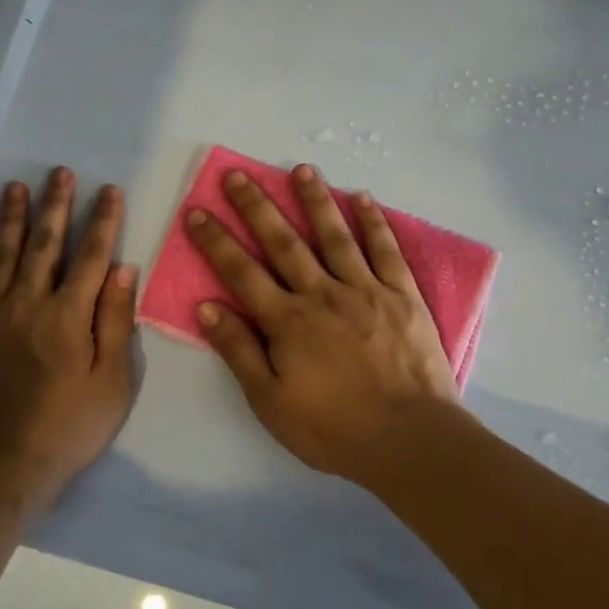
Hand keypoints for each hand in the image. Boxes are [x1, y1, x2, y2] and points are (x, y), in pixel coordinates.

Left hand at [0, 168, 137, 513]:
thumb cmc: (67, 428)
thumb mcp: (112, 382)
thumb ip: (115, 322)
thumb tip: (123, 269)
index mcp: (68, 314)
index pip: (91, 255)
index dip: (103, 220)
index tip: (109, 190)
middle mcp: (28, 302)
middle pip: (44, 243)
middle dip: (55, 205)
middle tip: (60, 173)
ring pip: (3, 252)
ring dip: (11, 216)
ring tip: (16, 186)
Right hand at [186, 162, 464, 483]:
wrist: (410, 440)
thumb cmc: (334, 428)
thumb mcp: (271, 402)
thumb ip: (239, 351)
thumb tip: (207, 306)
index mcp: (288, 321)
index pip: (242, 271)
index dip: (216, 240)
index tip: (197, 210)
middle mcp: (323, 294)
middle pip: (284, 242)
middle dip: (257, 206)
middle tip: (238, 174)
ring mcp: (366, 290)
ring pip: (335, 235)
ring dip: (315, 200)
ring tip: (302, 169)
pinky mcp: (403, 296)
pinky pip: (386, 250)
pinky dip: (374, 222)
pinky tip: (363, 197)